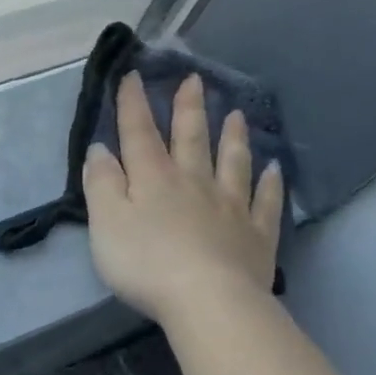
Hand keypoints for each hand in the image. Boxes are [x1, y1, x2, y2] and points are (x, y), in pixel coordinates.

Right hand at [82, 71, 285, 325]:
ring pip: (232, 163)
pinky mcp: (256, 235)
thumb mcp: (106, 223)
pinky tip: (274, 170)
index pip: (140, 134)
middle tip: (193, 80)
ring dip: (233, 137)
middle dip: (189, 108)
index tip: (133, 75)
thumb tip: (101, 150)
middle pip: (191, 139)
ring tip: (236, 114)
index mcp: (154, 179)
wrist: (207, 300)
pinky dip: (269, 184)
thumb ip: (102, 184)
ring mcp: (231, 207)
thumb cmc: (145, 264)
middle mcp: (194, 183)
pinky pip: (265, 203)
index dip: (133, 104)